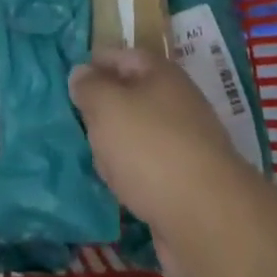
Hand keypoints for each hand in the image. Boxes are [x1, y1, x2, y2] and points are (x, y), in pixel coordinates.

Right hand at [70, 47, 257, 240]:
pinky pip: (149, 170)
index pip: (122, 56)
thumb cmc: (150, 148)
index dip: (94, 65)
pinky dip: (133, 178)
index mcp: (162, 73)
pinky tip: (120, 191)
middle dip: (103, 111)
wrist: (207, 220)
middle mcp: (177, 103)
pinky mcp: (188, 184)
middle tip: (79, 126)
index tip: (69, 84)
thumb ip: (89, 87)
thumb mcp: (106, 106)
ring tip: (96, 162)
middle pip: (131, 97)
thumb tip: (81, 74)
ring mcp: (186, 145)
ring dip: (116, 148)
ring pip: (139, 136)